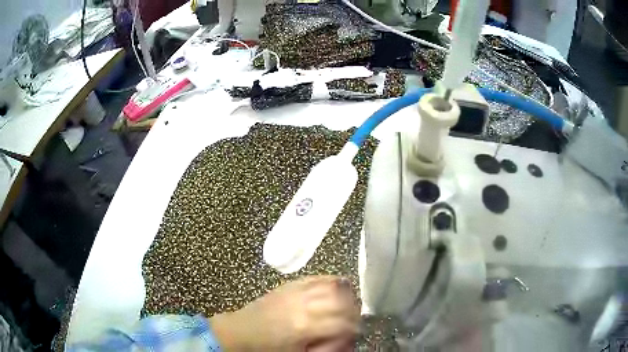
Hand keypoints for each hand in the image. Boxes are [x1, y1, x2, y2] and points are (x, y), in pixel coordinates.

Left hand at [210, 276, 359, 350]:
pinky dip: (333, 282)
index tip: (355, 334)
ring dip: (347, 296)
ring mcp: (296, 291)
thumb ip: (328, 347)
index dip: (355, 329)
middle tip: (353, 320)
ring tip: (347, 306)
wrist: (241, 331)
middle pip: (343, 301)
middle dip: (354, 311)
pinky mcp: (290, 284)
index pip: (344, 323)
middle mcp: (303, 304)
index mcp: (305, 327)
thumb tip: (348, 339)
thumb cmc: (268, 348)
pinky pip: (318, 277)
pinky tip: (337, 290)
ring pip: (334, 285)